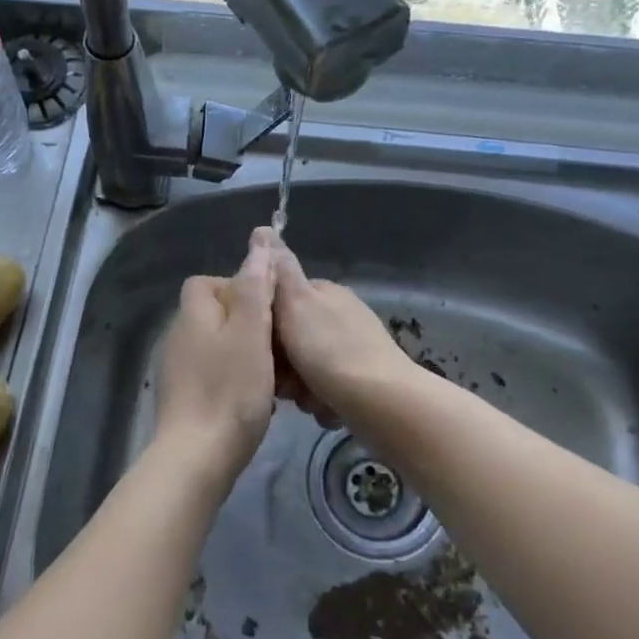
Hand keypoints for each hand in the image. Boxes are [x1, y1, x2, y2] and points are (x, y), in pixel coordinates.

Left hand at [151, 230, 277, 492]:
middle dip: (250, 326)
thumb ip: (256, 286)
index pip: (207, 282)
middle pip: (217, 316)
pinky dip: (237, 381)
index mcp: (193, 315)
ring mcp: (178, 371)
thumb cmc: (230, 390)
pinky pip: (215, 376)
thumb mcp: (251, 331)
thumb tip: (259, 242)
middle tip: (280, 347)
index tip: (268, 309)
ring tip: (277, 377)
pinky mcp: (184, 400)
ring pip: (220, 348)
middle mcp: (179, 337)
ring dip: (248, 356)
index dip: (239, 287)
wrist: (197, 459)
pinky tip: (259, 401)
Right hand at [270, 232, 415, 426]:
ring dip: (299, 387)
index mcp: (325, 293)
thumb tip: (263, 228)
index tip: (256, 344)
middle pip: (291, 337)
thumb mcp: (296, 303)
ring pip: (305, 367)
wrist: (382, 403)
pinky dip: (321, 402)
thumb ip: (279, 269)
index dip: (263, 323)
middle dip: (282, 362)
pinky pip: (326, 390)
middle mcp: (340, 316)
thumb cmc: (330, 350)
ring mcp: (354, 349)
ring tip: (305, 399)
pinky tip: (324, 409)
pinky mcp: (362, 382)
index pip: (280, 299)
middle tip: (282, 380)